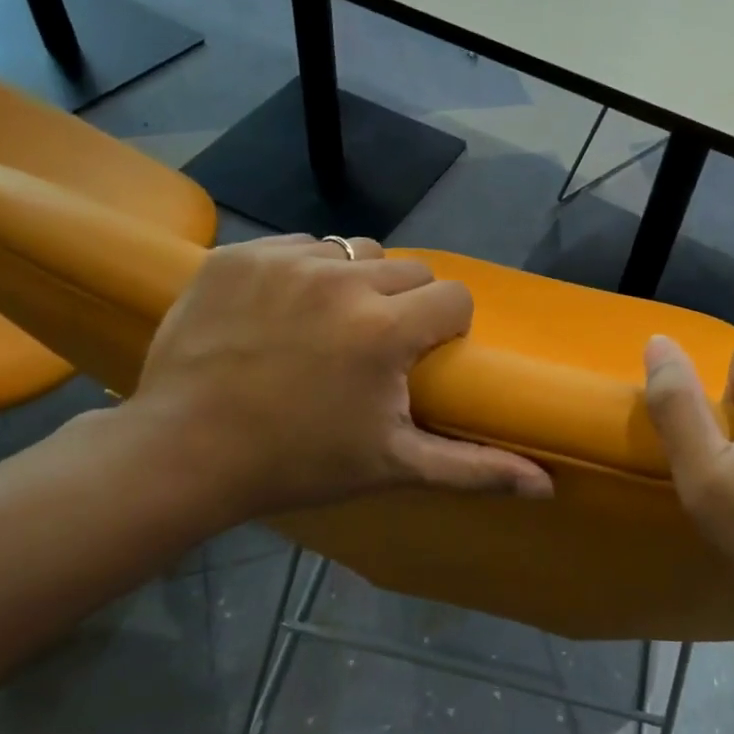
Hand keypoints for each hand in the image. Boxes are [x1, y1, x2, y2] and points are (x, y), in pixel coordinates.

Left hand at [111, 235, 551, 525]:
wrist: (185, 451)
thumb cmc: (298, 462)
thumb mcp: (393, 466)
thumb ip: (474, 468)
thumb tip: (547, 487)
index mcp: (386, 329)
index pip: (453, 296)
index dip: (446, 327)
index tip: (422, 356)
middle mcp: (342, 279)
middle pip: (409, 268)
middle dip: (404, 303)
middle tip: (373, 347)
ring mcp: (285, 261)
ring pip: (353, 251)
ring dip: (354, 282)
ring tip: (327, 325)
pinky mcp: (240, 255)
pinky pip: (297, 246)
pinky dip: (301, 271)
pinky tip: (281, 311)